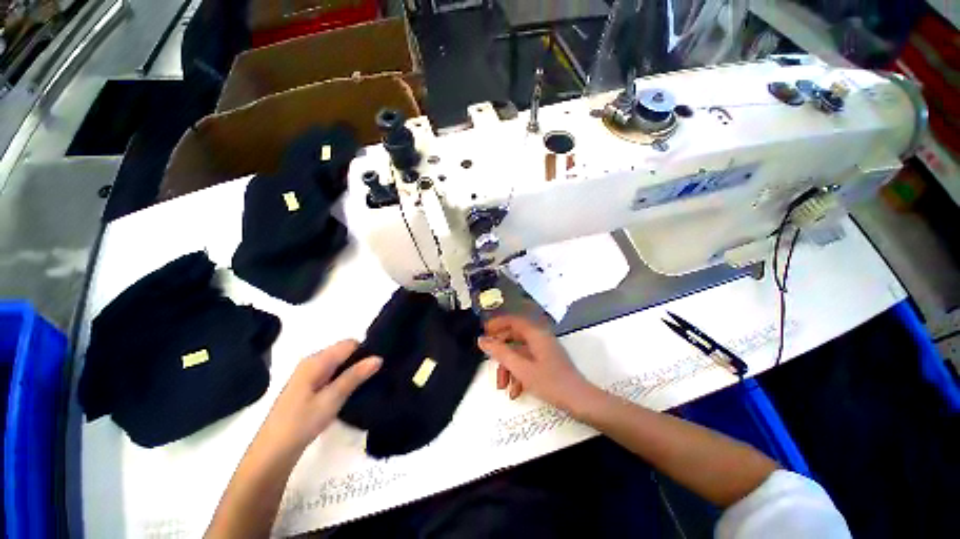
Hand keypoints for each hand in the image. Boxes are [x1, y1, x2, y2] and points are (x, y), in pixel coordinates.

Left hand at [259, 340, 380, 452]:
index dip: (365, 351)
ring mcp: (309, 375)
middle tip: (376, 375)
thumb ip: (355, 376)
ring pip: (339, 364)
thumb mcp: (332, 399)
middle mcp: (312, 362)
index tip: (379, 365)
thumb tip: (378, 357)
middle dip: (361, 361)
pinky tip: (351, 392)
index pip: (349, 344)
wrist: (272, 453)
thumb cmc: (301, 423)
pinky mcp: (308, 387)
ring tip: (368, 383)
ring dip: (353, 371)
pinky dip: (344, 380)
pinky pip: (332, 375)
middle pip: (344, 352)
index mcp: (316, 361)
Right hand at [478, 316, 595, 412]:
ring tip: (502, 387)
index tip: (483, 332)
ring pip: (519, 352)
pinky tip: (515, 392)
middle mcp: (539, 337)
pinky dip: (519, 373)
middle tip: (488, 360)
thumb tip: (482, 340)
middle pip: (514, 337)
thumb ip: (500, 352)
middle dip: (501, 351)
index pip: (512, 320)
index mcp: (535, 333)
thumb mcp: (521, 368)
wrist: (580, 401)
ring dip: (508, 367)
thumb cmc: (550, 382)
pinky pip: (527, 361)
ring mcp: (543, 350)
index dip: (497, 324)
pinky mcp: (546, 361)